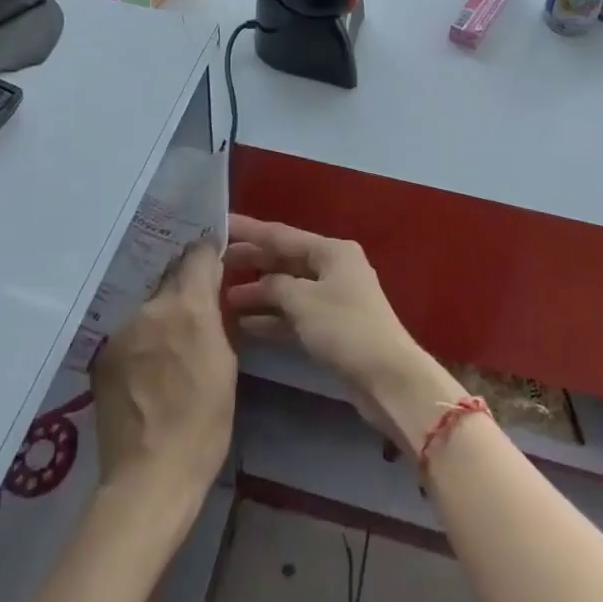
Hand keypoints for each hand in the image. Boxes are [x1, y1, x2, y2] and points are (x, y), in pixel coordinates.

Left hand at [92, 242, 235, 500]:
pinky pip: (130, 331)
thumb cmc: (203, 424)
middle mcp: (151, 307)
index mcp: (188, 306)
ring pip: (149, 305)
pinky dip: (142, 338)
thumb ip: (216, 318)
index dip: (210, 254)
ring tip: (171, 343)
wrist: (148, 479)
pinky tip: (148, 367)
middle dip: (186, 285)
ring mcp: (121, 330)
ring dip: (162, 313)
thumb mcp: (226, 364)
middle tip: (198, 307)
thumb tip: (212, 292)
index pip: (199, 254)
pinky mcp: (102, 355)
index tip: (218, 262)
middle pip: (171, 276)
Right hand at [223, 215, 461, 452]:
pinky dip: (273, 319)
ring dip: (259, 293)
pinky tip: (245, 325)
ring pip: (288, 289)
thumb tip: (259, 284)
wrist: (387, 378)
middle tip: (215, 262)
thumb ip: (274, 285)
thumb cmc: (345, 328)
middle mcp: (333, 268)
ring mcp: (333, 299)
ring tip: (223, 297)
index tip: (220, 223)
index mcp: (332, 251)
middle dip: (253, 261)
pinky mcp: (331, 328)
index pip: (282, 234)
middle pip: (285, 259)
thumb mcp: (303, 300)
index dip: (249, 230)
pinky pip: (295, 315)